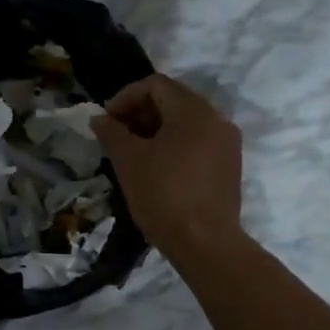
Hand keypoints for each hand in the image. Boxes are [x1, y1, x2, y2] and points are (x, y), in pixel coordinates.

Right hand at [92, 74, 243, 260]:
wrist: (206, 244)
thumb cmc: (164, 196)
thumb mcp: (129, 161)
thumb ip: (112, 133)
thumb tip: (99, 119)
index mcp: (194, 111)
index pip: (155, 85)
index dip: (125, 98)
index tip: (106, 121)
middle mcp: (216, 119)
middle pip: (173, 100)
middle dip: (140, 113)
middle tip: (116, 136)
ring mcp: (227, 143)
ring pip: (186, 122)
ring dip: (156, 129)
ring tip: (132, 153)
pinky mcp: (229, 165)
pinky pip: (198, 141)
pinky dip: (175, 145)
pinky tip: (156, 168)